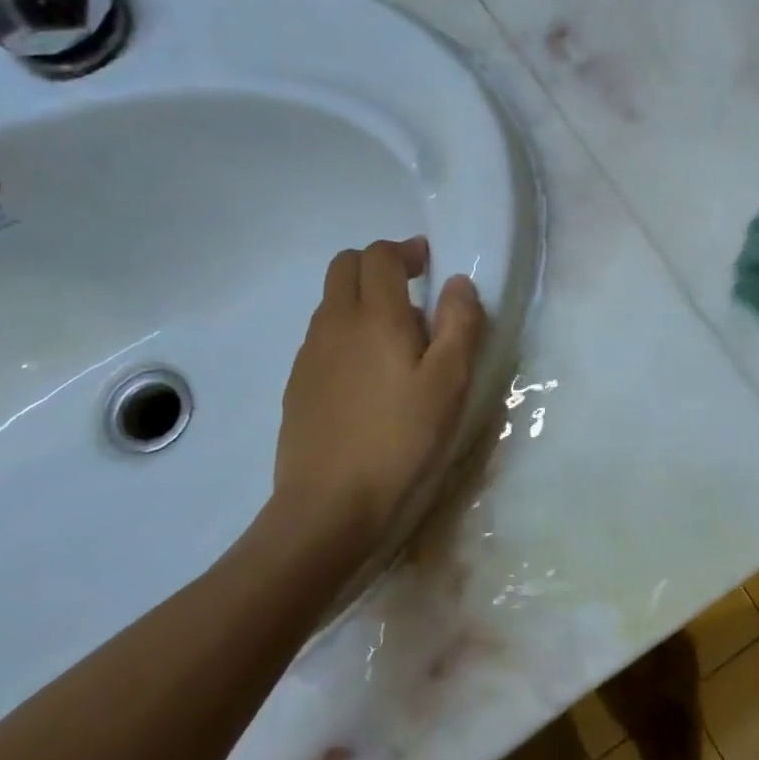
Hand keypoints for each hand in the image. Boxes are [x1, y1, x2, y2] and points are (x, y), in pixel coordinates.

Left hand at [263, 237, 485, 563]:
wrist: (329, 508)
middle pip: (345, 267)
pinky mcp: (298, 386)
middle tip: (414, 292)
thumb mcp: (450, 383)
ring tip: (398, 339)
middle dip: (379, 266)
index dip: (405, 251)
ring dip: (362, 299)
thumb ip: (460, 325)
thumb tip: (458, 283)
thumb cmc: (402, 440)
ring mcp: (309, 356)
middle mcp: (334, 324)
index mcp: (375, 316)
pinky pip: (323, 337)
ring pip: (331, 302)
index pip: (379, 256)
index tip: (430, 265)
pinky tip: (370, 376)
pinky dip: (347, 333)